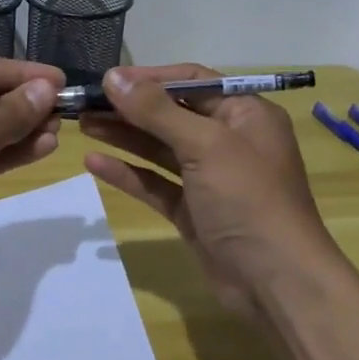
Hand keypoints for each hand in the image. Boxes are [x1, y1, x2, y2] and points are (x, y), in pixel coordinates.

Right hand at [80, 64, 338, 316]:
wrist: (276, 283)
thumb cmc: (248, 200)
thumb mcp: (205, 145)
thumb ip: (156, 111)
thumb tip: (113, 76)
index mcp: (245, 114)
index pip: (193, 81)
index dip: (150, 78)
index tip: (108, 79)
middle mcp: (229, 140)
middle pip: (172, 114)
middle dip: (130, 108)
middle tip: (85, 103)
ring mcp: (210, 178)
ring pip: (160, 148)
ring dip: (124, 136)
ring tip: (82, 124)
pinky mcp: (193, 210)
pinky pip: (156, 183)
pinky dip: (128, 173)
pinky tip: (94, 163)